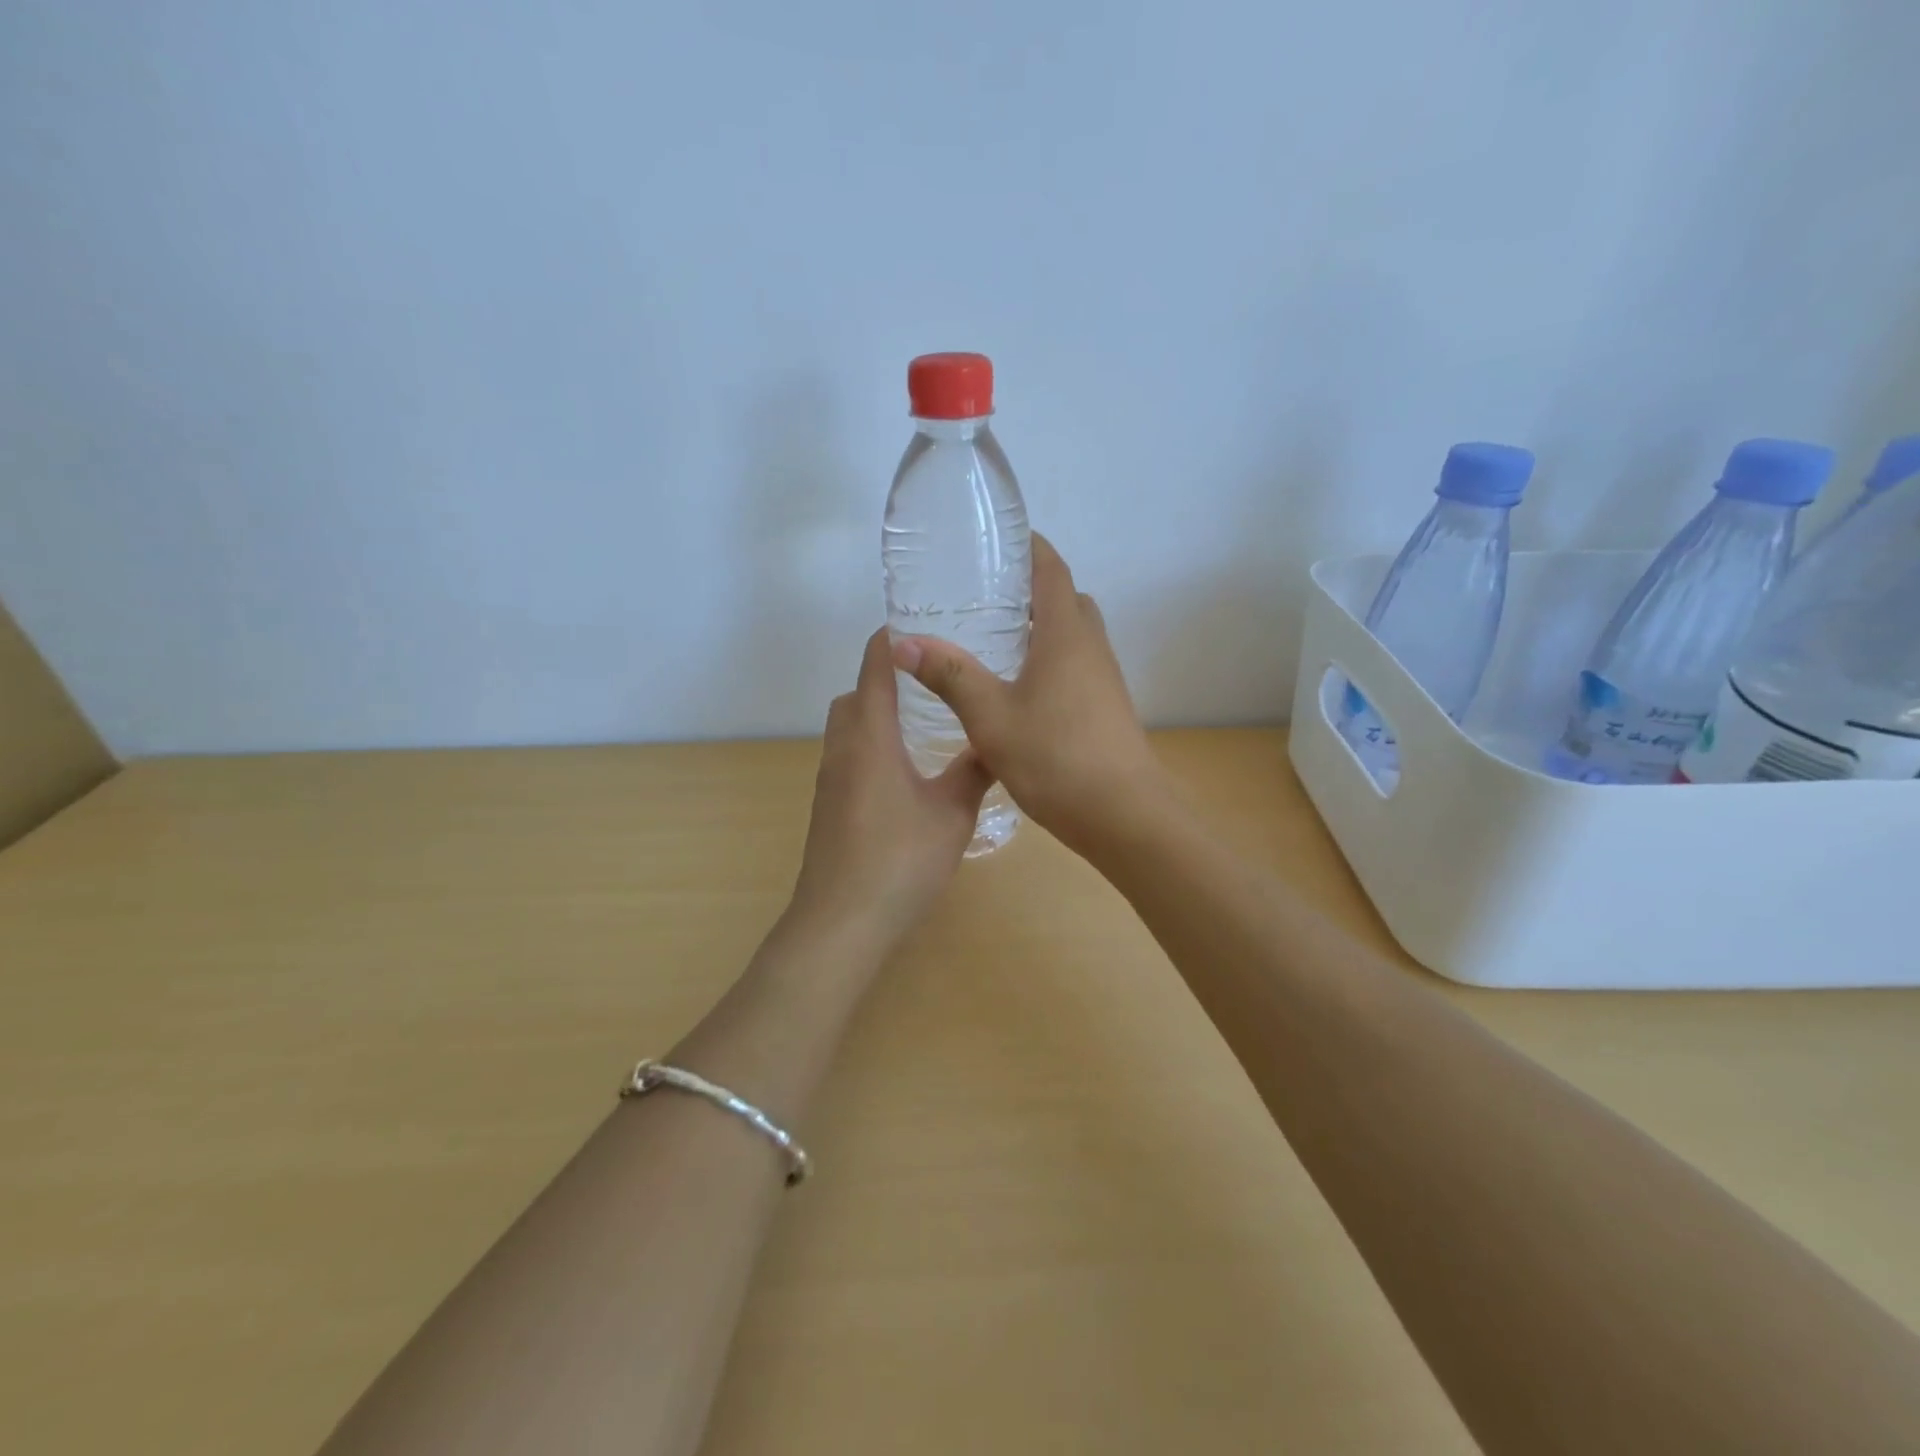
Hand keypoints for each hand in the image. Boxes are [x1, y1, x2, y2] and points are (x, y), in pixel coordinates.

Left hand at [789, 628, 994, 948]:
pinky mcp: (827, 806)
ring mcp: (829, 779)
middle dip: (887, 677)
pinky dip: (872, 746)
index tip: (929, 625)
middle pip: (855, 692)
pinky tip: (907, 773)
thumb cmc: (900, 860)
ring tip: (925, 723)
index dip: (896, 637)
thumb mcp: (952, 813)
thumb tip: (997, 743)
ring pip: (848, 727)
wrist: (841, 922)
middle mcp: (842, 747)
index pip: (875, 664)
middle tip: (935, 681)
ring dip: (877, 714)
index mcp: (870, 734)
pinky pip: (848, 756)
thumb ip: (974, 772)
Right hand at [890, 535, 1166, 855]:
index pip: (1051, 569)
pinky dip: (1050, 659)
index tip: (999, 540)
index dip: (1029, 547)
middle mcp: (1091, 647)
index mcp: (1066, 634)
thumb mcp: (991, 716)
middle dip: (1032, 589)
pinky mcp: (1106, 707)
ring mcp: (1104, 679)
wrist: (1124, 815)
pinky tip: (1018, 688)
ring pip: (1074, 635)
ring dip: (1043, 627)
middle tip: (987, 596)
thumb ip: (950, 675)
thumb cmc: (1056, 757)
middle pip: (1066, 599)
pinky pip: (1077, 665)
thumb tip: (903, 641)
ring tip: (995, 639)